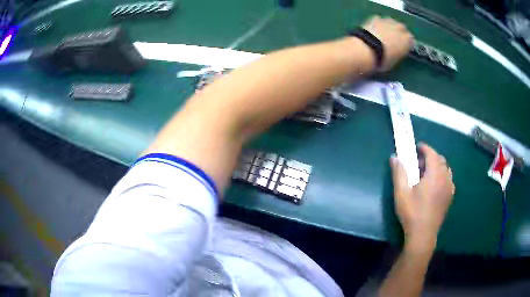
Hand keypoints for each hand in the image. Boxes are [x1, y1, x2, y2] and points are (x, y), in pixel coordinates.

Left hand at [362, 16, 413, 70]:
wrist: (367, 49)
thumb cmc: (383, 59)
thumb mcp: (395, 60)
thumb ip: (399, 53)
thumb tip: (396, 52)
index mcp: (408, 40)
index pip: (411, 41)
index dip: (406, 44)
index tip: (402, 48)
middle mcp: (400, 28)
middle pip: (402, 28)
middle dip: (399, 33)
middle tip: (393, 40)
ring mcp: (388, 21)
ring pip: (392, 22)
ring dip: (389, 26)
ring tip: (383, 33)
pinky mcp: (375, 18)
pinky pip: (380, 20)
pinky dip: (378, 23)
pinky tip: (374, 29)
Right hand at [390, 143, 454, 252]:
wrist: (423, 234)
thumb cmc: (412, 212)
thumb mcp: (401, 193)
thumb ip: (399, 173)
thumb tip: (394, 157)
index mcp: (434, 174)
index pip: (432, 154)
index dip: (425, 148)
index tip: (417, 147)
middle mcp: (445, 178)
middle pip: (440, 160)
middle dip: (430, 157)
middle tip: (418, 163)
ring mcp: (449, 188)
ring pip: (446, 169)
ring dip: (437, 166)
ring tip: (427, 173)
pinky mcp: (450, 197)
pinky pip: (449, 179)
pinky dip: (442, 176)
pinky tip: (435, 185)